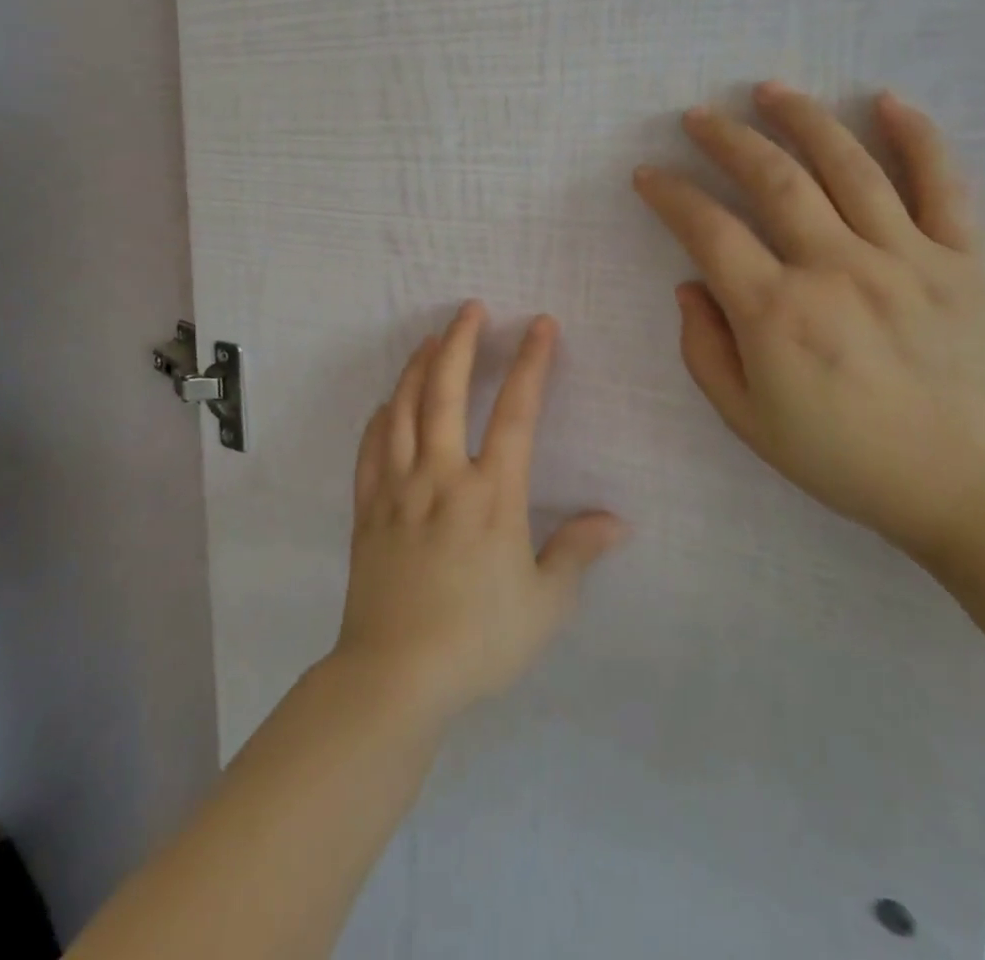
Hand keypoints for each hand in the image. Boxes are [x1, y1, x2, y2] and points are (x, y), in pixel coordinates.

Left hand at [332, 302, 627, 726]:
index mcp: (491, 494)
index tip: (540, 325)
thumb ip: (577, 553)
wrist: (395, 676)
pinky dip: (380, 416)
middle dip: (460, 342)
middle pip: (446, 391)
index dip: (531, 363)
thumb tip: (617, 520)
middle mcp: (442, 476)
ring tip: (430, 338)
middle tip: (470, 309)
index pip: (516, 412)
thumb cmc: (479, 640)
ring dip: (417, 366)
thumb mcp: (544, 605)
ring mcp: (398, 488)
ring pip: (403, 409)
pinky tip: (387, 402)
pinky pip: (370, 448)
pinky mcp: (367, 508)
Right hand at [633, 82, 984, 561]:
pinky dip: (917, 137)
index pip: (708, 231)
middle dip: (727, 140)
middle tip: (698, 116)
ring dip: (803, 119)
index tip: (649, 175)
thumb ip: (705, 349)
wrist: (971, 490)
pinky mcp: (964, 262)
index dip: (671, 195)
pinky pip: (943, 185)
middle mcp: (837, 270)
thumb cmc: (846, 460)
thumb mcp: (748, 421)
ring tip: (769, 90)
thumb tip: (690, 285)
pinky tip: (887, 101)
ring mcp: (907, 259)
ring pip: (849, 166)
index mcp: (777, 314)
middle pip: (774, 180)